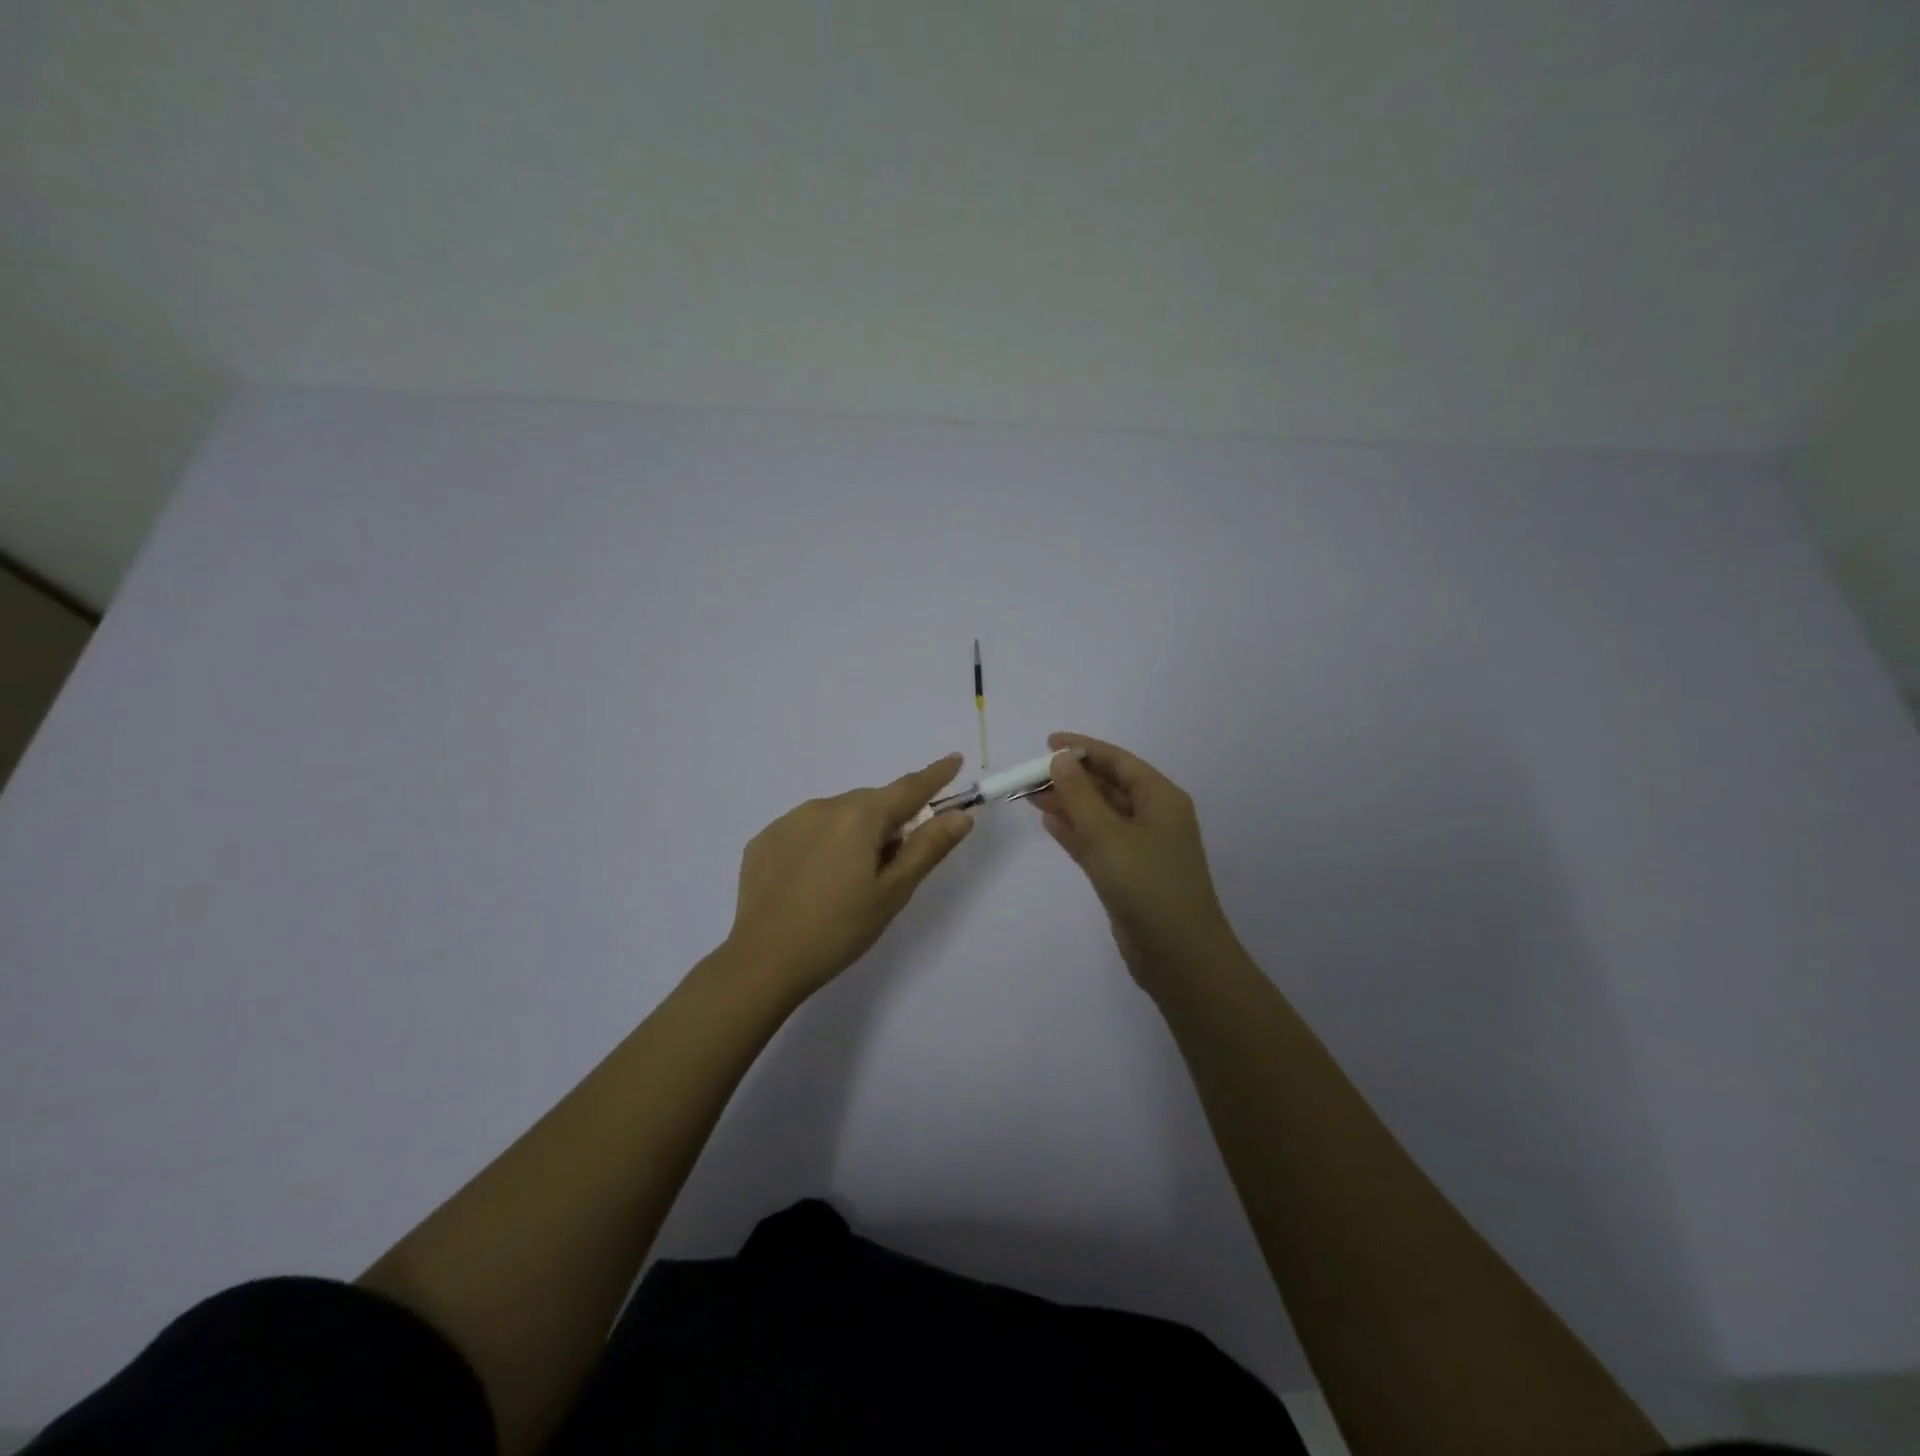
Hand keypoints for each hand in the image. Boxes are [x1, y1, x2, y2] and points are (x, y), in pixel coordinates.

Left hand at [727, 753, 974, 997]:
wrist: (765, 961)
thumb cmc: (840, 929)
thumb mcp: (893, 892)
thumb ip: (928, 848)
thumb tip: (961, 815)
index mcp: (859, 817)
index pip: (908, 788)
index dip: (934, 776)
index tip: (954, 760)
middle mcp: (823, 806)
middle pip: (870, 804)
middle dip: (888, 821)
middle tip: (891, 864)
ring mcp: (788, 821)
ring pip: (836, 815)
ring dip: (852, 832)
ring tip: (846, 879)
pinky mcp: (764, 840)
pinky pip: (805, 830)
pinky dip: (819, 843)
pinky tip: (812, 881)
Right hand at [1030, 732, 1234, 986]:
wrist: (1178, 955)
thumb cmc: (1147, 885)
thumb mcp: (1108, 834)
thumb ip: (1080, 795)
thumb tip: (1060, 759)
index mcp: (1160, 798)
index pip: (1118, 761)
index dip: (1083, 749)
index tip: (1047, 743)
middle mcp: (1153, 817)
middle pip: (1107, 786)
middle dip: (1070, 778)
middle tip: (1030, 774)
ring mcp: (1141, 846)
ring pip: (1099, 814)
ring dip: (1068, 803)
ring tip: (1029, 795)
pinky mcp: (1127, 873)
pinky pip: (1097, 841)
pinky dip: (1074, 831)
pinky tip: (1048, 822)